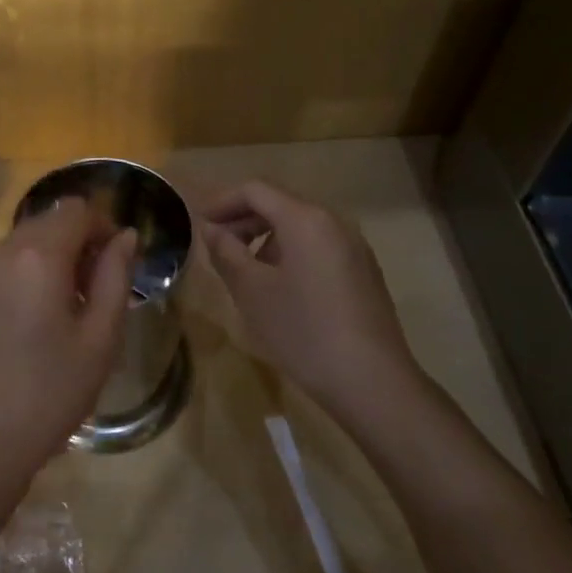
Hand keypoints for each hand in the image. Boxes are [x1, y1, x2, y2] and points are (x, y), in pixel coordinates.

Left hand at [0, 198, 137, 522]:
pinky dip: (3, 286)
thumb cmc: (48, 396)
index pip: (75, 211)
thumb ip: (115, 277)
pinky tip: (7, 332)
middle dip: (70, 245)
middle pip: (41, 226)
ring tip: (44, 317)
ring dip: (35, 266)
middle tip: (84, 292)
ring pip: (10, 250)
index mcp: (37, 257)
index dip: (101, 227)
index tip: (112, 262)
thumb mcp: (99, 341)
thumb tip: (126, 236)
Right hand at [200, 180, 419, 410]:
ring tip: (244, 268)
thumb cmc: (303, 330)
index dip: (222, 201)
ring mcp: (354, 246)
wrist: (372, 382)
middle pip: (279, 203)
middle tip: (216, 245)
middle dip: (243, 218)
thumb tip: (211, 229)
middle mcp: (333, 222)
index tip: (199, 224)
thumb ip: (226, 252)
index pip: (255, 190)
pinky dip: (290, 251)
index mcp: (305, 219)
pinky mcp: (363, 271)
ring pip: (300, 225)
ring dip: (265, 236)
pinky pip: (318, 245)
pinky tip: (279, 286)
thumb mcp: (251, 291)